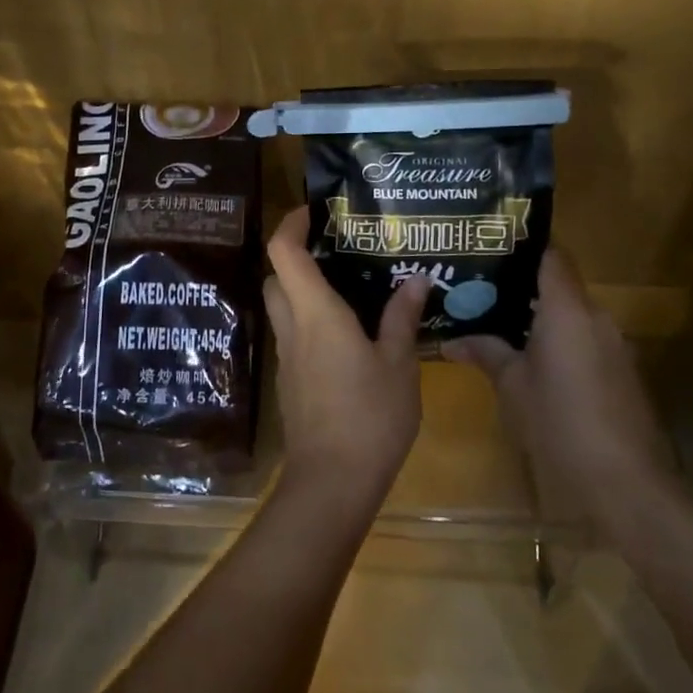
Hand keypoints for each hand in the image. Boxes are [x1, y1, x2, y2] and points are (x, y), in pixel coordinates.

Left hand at [262, 206, 429, 525]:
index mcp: (316, 313)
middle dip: (296, 257)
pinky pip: (294, 337)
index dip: (291, 223)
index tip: (314, 211)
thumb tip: (415, 279)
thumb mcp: (399, 365)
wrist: (332, 482)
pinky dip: (310, 323)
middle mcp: (293, 328)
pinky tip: (347, 336)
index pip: (284, 252)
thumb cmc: (370, 416)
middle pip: (276, 277)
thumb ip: (402, 319)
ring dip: (303, 291)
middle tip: (337, 252)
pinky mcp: (290, 382)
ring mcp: (287, 357)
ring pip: (283, 308)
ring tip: (349, 289)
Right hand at [443, 248, 672, 538]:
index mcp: (567, 310)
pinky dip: (559, 343)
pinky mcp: (622, 374)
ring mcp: (614, 347)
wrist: (626, 485)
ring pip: (572, 317)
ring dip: (540, 319)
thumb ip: (486, 353)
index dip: (523, 246)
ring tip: (498, 324)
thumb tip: (452, 340)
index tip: (490, 246)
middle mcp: (596, 318)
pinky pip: (584, 342)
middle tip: (480, 290)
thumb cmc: (559, 424)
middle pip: (559, 286)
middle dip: (521, 287)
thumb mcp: (512, 387)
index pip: (551, 256)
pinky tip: (532, 362)